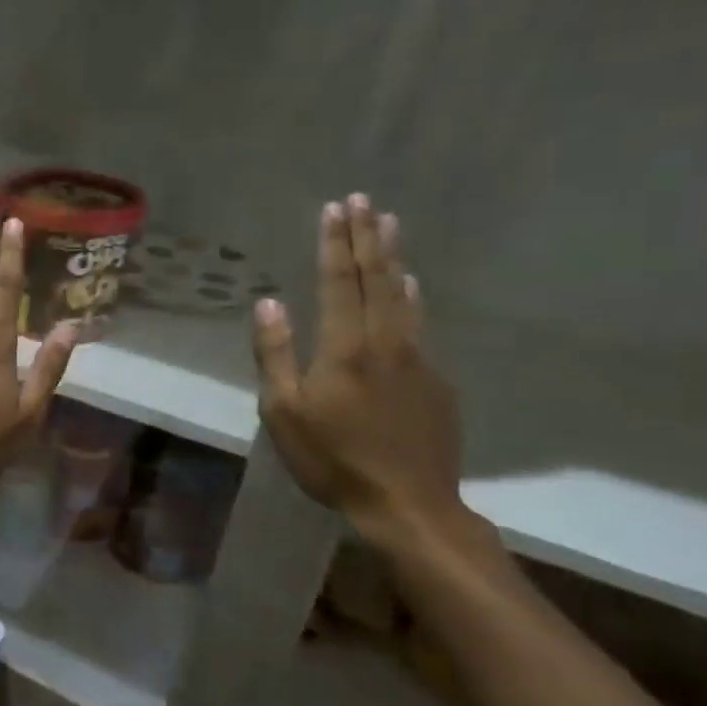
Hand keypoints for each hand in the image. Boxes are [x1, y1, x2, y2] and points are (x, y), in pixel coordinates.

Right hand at [252, 194, 464, 540]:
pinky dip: (412, 296)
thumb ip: (276, 354)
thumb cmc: (332, 458)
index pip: (339, 282)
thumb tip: (270, 302)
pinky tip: (411, 286)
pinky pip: (420, 324)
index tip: (334, 208)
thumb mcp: (284, 411)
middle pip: (376, 279)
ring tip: (389, 226)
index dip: (335, 244)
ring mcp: (417, 360)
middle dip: (366, 237)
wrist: (408, 505)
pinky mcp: (436, 381)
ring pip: (405, 297)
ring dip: (393, 258)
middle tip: (364, 200)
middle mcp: (385, 342)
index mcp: (345, 348)